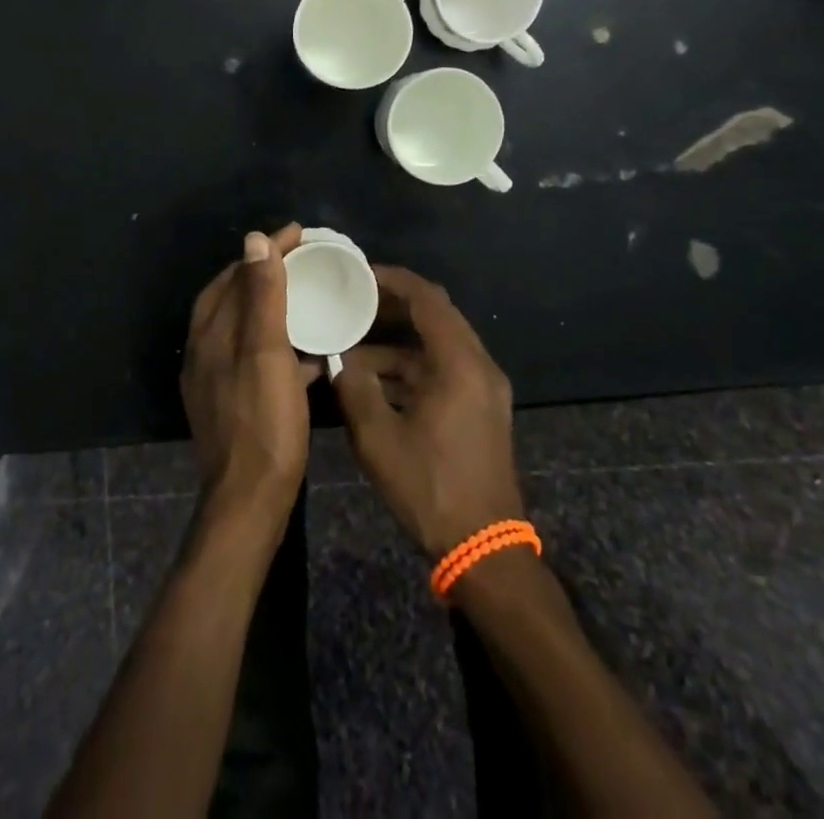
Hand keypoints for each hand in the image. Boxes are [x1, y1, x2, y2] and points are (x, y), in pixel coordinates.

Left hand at [182, 224, 316, 546]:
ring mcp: (217, 377)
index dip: (267, 250)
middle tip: (305, 258)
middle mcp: (207, 349)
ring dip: (274, 305)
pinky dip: (279, 342)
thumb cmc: (263, 421)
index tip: (300, 233)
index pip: (236, 273)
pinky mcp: (233, 400)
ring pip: (246, 325)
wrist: (250, 500)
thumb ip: (262, 295)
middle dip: (267, 272)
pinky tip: (310, 351)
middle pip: (236, 295)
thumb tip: (254, 239)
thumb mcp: (266, 352)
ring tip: (309, 296)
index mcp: (211, 332)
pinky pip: (256, 355)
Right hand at [333, 266, 526, 557]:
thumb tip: (337, 360)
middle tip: (351, 301)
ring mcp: (483, 387)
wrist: (486, 549)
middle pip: (435, 315)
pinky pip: (443, 368)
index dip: (391, 280)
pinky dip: (410, 365)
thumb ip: (355, 389)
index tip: (357, 273)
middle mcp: (478, 365)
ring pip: (437, 344)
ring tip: (352, 341)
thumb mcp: (379, 438)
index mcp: (460, 363)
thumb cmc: (431, 489)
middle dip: (392, 305)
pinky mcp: (480, 407)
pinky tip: (374, 379)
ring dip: (398, 340)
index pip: (427, 298)